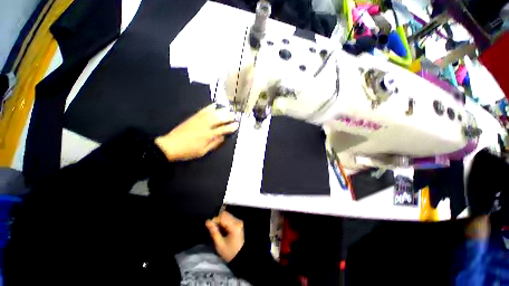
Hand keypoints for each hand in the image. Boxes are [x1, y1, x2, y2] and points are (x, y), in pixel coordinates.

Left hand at [155, 103, 238, 160]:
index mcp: (208, 135)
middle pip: (219, 119)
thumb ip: (214, 144)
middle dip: (228, 116)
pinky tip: (214, 105)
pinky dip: (209, 107)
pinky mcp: (193, 117)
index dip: (230, 127)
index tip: (237, 125)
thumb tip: (223, 137)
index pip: (222, 130)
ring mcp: (199, 120)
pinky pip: (203, 110)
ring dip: (221, 110)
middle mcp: (205, 126)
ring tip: (228, 109)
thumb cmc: (188, 151)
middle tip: (235, 115)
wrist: (170, 145)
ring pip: (212, 113)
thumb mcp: (203, 152)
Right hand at [206, 211, 244, 261]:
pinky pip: (229, 218)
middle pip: (225, 214)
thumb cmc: (229, 252)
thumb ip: (214, 232)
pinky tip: (221, 228)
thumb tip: (207, 222)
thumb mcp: (219, 244)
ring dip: (220, 220)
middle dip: (217, 219)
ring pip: (227, 215)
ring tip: (216, 228)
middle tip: (212, 227)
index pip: (222, 217)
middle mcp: (237, 221)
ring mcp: (238, 221)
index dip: (214, 219)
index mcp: (234, 226)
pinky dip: (224, 221)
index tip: (208, 225)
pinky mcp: (238, 223)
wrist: (239, 256)